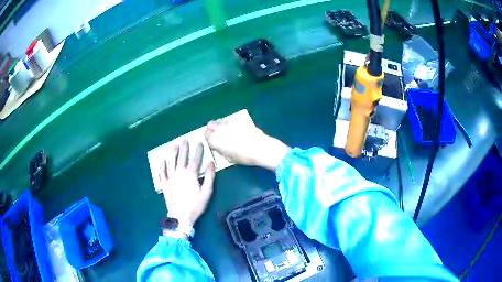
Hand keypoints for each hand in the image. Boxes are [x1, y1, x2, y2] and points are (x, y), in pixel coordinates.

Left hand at [159, 140, 215, 230]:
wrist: (180, 216)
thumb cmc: (195, 205)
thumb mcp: (207, 192)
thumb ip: (209, 177)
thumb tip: (211, 163)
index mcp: (191, 174)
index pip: (195, 159)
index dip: (198, 150)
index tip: (199, 142)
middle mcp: (179, 172)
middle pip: (182, 157)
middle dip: (184, 148)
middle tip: (185, 139)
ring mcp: (170, 177)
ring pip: (171, 162)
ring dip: (172, 153)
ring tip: (174, 145)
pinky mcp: (165, 184)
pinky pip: (162, 173)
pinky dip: (162, 166)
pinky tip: (162, 161)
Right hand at [204, 119, 289, 170]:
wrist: (260, 148)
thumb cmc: (244, 157)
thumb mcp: (229, 158)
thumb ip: (221, 150)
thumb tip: (219, 146)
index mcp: (215, 140)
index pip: (205, 134)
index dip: (208, 137)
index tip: (211, 140)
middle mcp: (220, 129)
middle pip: (210, 125)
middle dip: (212, 129)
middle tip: (217, 134)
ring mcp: (230, 123)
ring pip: (220, 121)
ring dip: (220, 125)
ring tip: (226, 131)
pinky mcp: (239, 120)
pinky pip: (230, 120)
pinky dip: (230, 123)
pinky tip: (236, 128)